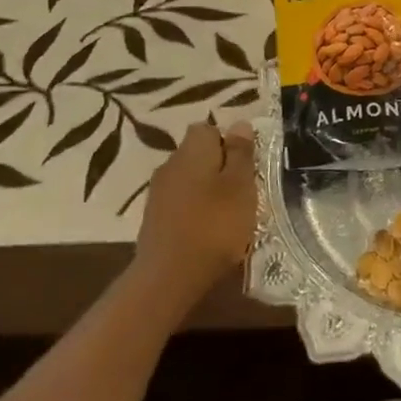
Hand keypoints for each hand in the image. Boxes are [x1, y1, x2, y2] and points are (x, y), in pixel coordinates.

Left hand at [134, 119, 257, 299]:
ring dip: (207, 189)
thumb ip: (240, 153)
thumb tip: (239, 123)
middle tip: (242, 189)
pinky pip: (180, 201)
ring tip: (227, 212)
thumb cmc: (214, 225)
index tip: (246, 165)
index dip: (229, 142)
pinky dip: (194, 209)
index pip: (208, 128)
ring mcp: (158, 192)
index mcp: (192, 150)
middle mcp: (170, 164)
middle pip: (197, 153)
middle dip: (219, 165)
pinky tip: (207, 228)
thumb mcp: (240, 186)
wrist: (169, 277)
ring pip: (188, 178)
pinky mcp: (153, 218)